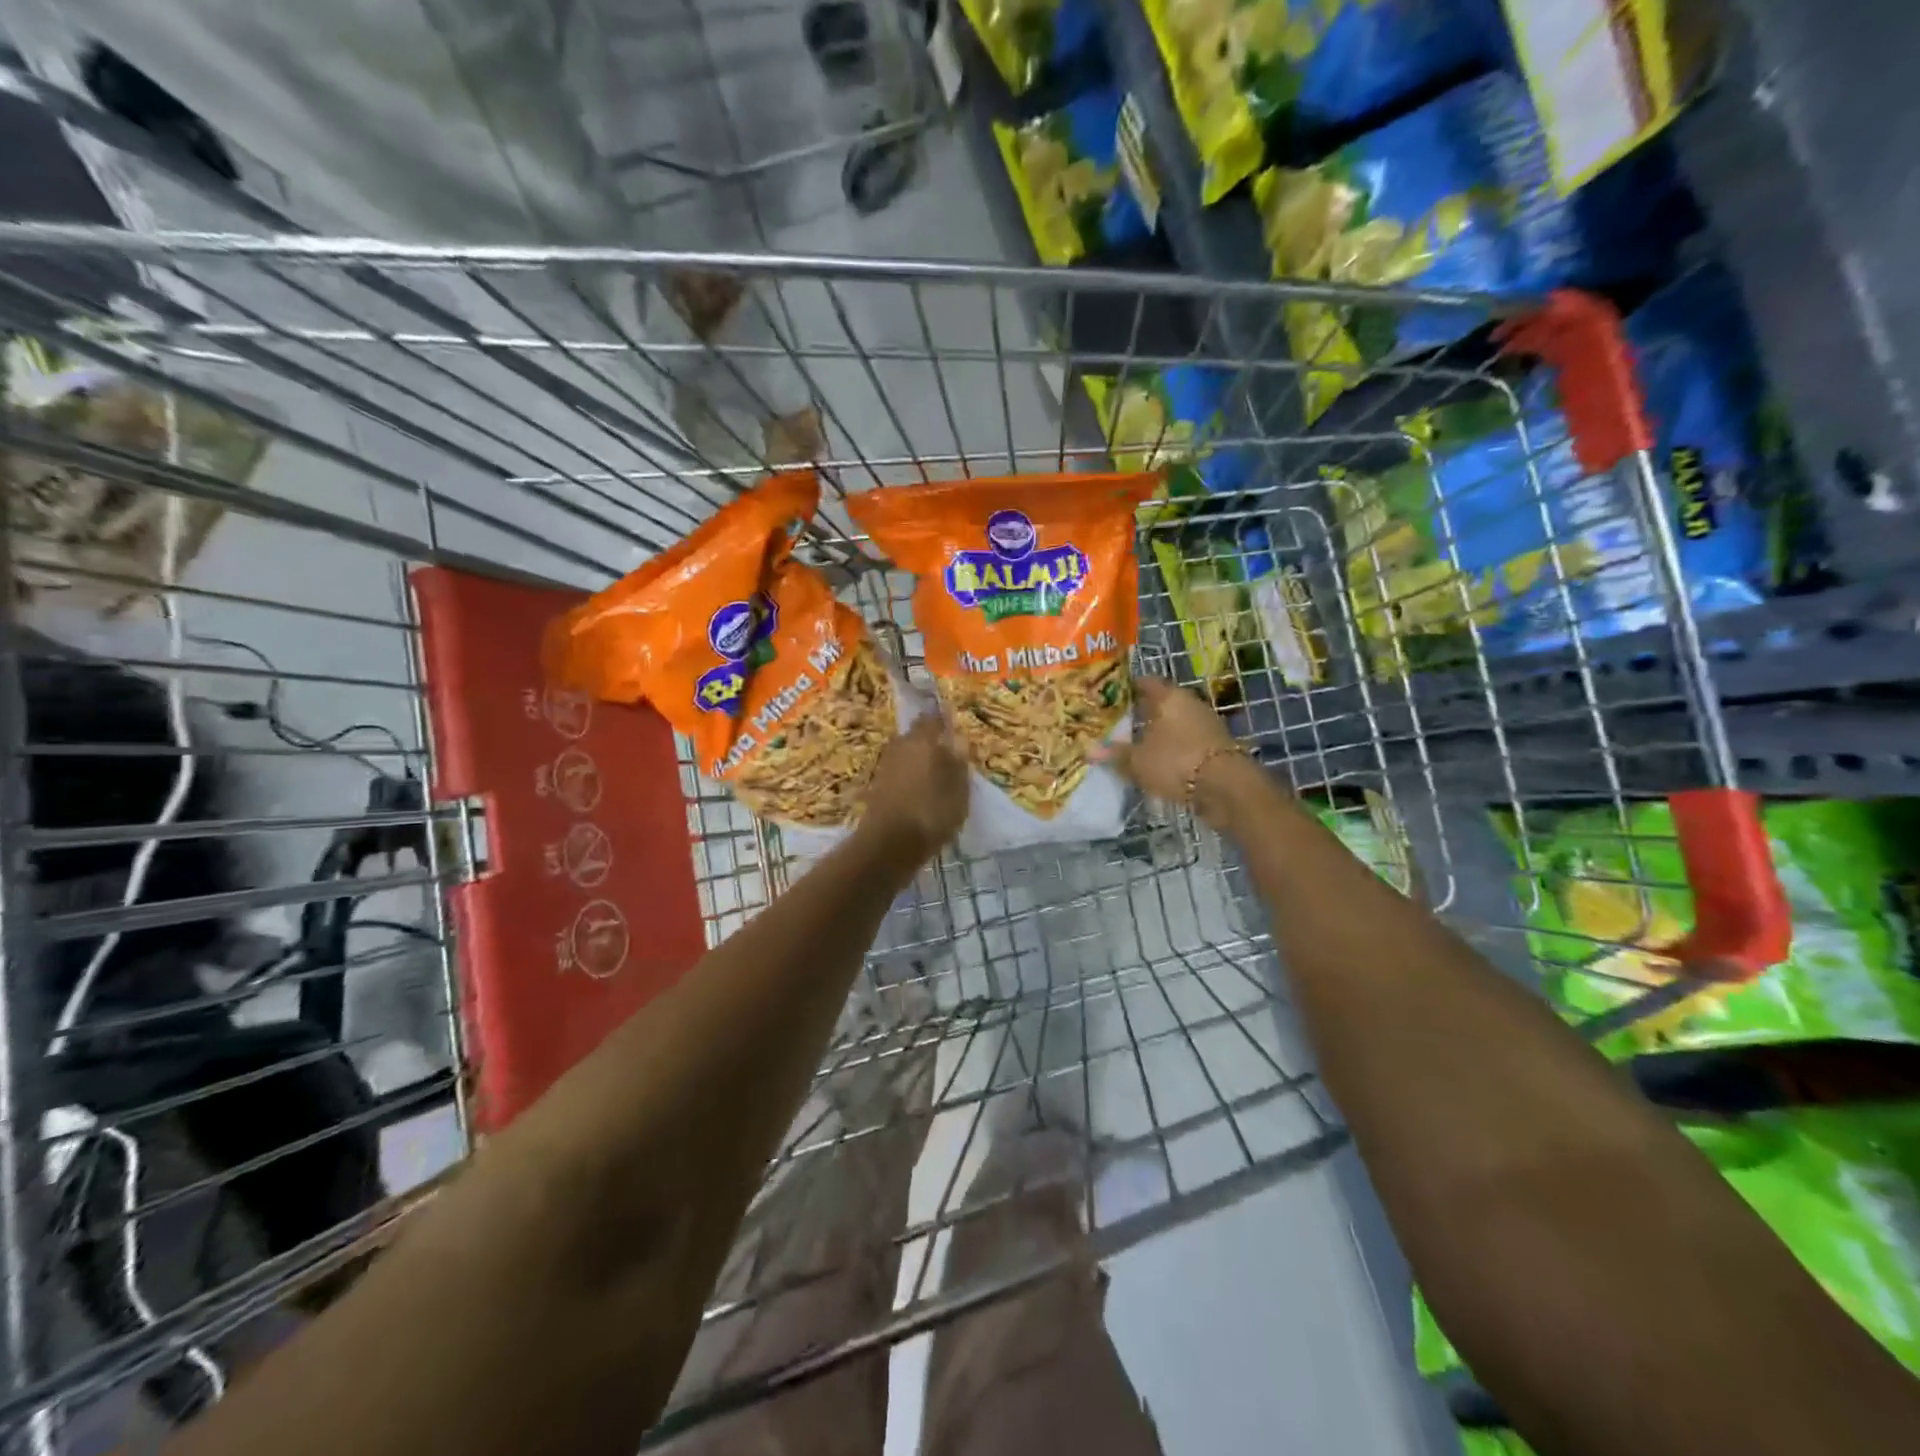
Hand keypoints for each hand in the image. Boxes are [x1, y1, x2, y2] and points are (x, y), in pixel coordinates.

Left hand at [860, 714, 969, 857]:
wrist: (888, 844)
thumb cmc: (932, 813)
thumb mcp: (959, 790)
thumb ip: (959, 764)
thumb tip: (957, 743)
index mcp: (923, 740)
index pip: (934, 720)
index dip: (943, 723)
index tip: (954, 731)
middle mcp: (901, 746)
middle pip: (916, 736)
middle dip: (930, 742)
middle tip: (947, 756)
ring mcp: (886, 765)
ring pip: (906, 754)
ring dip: (918, 761)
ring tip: (936, 778)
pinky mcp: (877, 786)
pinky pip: (899, 773)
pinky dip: (909, 778)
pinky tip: (920, 794)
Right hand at [1097, 675, 1243, 807]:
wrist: (1226, 787)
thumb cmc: (1176, 761)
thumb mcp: (1138, 761)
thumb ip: (1115, 754)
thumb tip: (1091, 751)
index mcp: (1169, 696)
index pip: (1145, 682)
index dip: (1127, 687)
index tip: (1110, 695)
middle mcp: (1189, 703)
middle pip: (1161, 703)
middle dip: (1141, 712)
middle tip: (1117, 722)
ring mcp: (1205, 724)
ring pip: (1174, 722)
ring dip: (1158, 732)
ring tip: (1134, 743)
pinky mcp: (1214, 746)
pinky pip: (1185, 741)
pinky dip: (1171, 748)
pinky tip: (1157, 760)